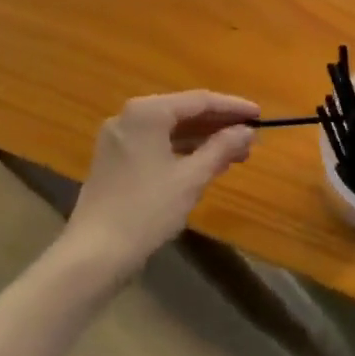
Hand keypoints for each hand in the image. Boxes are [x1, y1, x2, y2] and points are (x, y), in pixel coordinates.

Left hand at [62, 91, 259, 283]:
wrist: (94, 254)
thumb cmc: (146, 210)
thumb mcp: (191, 178)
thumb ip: (221, 148)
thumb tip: (247, 132)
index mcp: (147, 112)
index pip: (199, 101)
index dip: (233, 107)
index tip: (260, 115)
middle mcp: (129, 116)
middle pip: (183, 112)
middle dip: (218, 125)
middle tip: (251, 137)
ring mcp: (118, 138)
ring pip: (169, 130)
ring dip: (202, 139)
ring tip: (235, 153)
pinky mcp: (114, 159)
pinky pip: (156, 144)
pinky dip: (181, 150)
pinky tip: (205, 163)